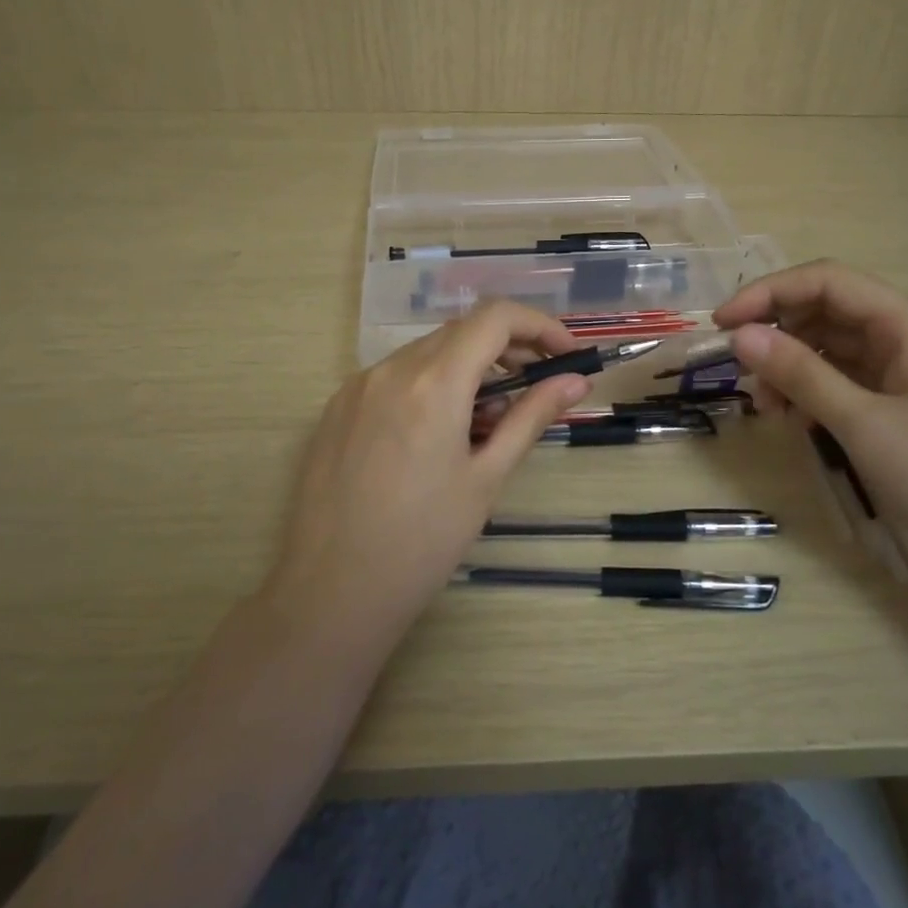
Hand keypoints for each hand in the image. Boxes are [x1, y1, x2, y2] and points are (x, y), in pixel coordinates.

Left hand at [261, 303, 589, 644]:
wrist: (332, 591)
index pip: (495, 317)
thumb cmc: (423, 541)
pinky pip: (394, 377)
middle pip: (461, 332)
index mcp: (433, 382)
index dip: (539, 325)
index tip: (565, 356)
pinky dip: (429, 386)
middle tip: (537, 389)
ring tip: (487, 423)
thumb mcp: (487, 478)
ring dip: (468, 369)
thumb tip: (575, 381)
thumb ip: (531, 417)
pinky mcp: (336, 408)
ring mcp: (357, 386)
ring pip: (427, 354)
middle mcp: (390, 369)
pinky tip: (437, 435)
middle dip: (508, 350)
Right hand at [714, 261, 907, 597]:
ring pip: (832, 347)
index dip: (768, 293)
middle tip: (742, 374)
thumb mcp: (862, 424)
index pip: (826, 281)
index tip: (722, 323)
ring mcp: (907, 368)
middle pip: (826, 311)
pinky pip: (845, 379)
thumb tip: (740, 336)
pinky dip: (812, 392)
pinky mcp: (903, 400)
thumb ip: (800, 374)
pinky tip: (795, 420)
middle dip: (778, 335)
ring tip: (768, 409)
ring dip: (791, 368)